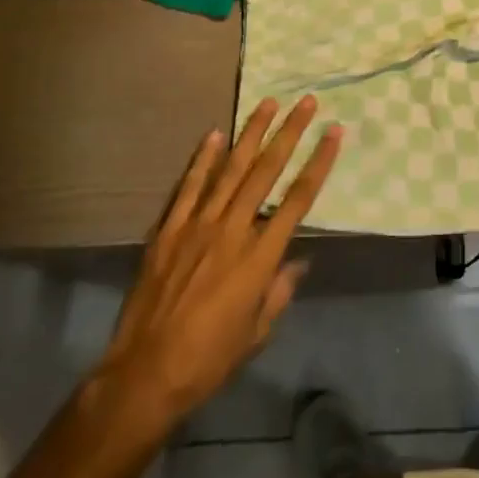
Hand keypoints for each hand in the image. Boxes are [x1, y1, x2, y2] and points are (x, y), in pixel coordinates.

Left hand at [89, 98, 341, 441]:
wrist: (143, 376)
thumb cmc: (209, 360)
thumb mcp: (257, 333)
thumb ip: (279, 291)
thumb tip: (298, 260)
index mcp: (259, 257)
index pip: (298, 199)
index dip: (319, 162)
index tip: (335, 132)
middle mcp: (232, 231)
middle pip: (267, 172)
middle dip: (290, 133)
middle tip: (307, 102)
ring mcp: (197, 226)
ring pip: (231, 169)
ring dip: (252, 133)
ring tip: (269, 103)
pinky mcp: (168, 231)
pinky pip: (189, 187)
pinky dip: (202, 160)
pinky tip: (214, 134)